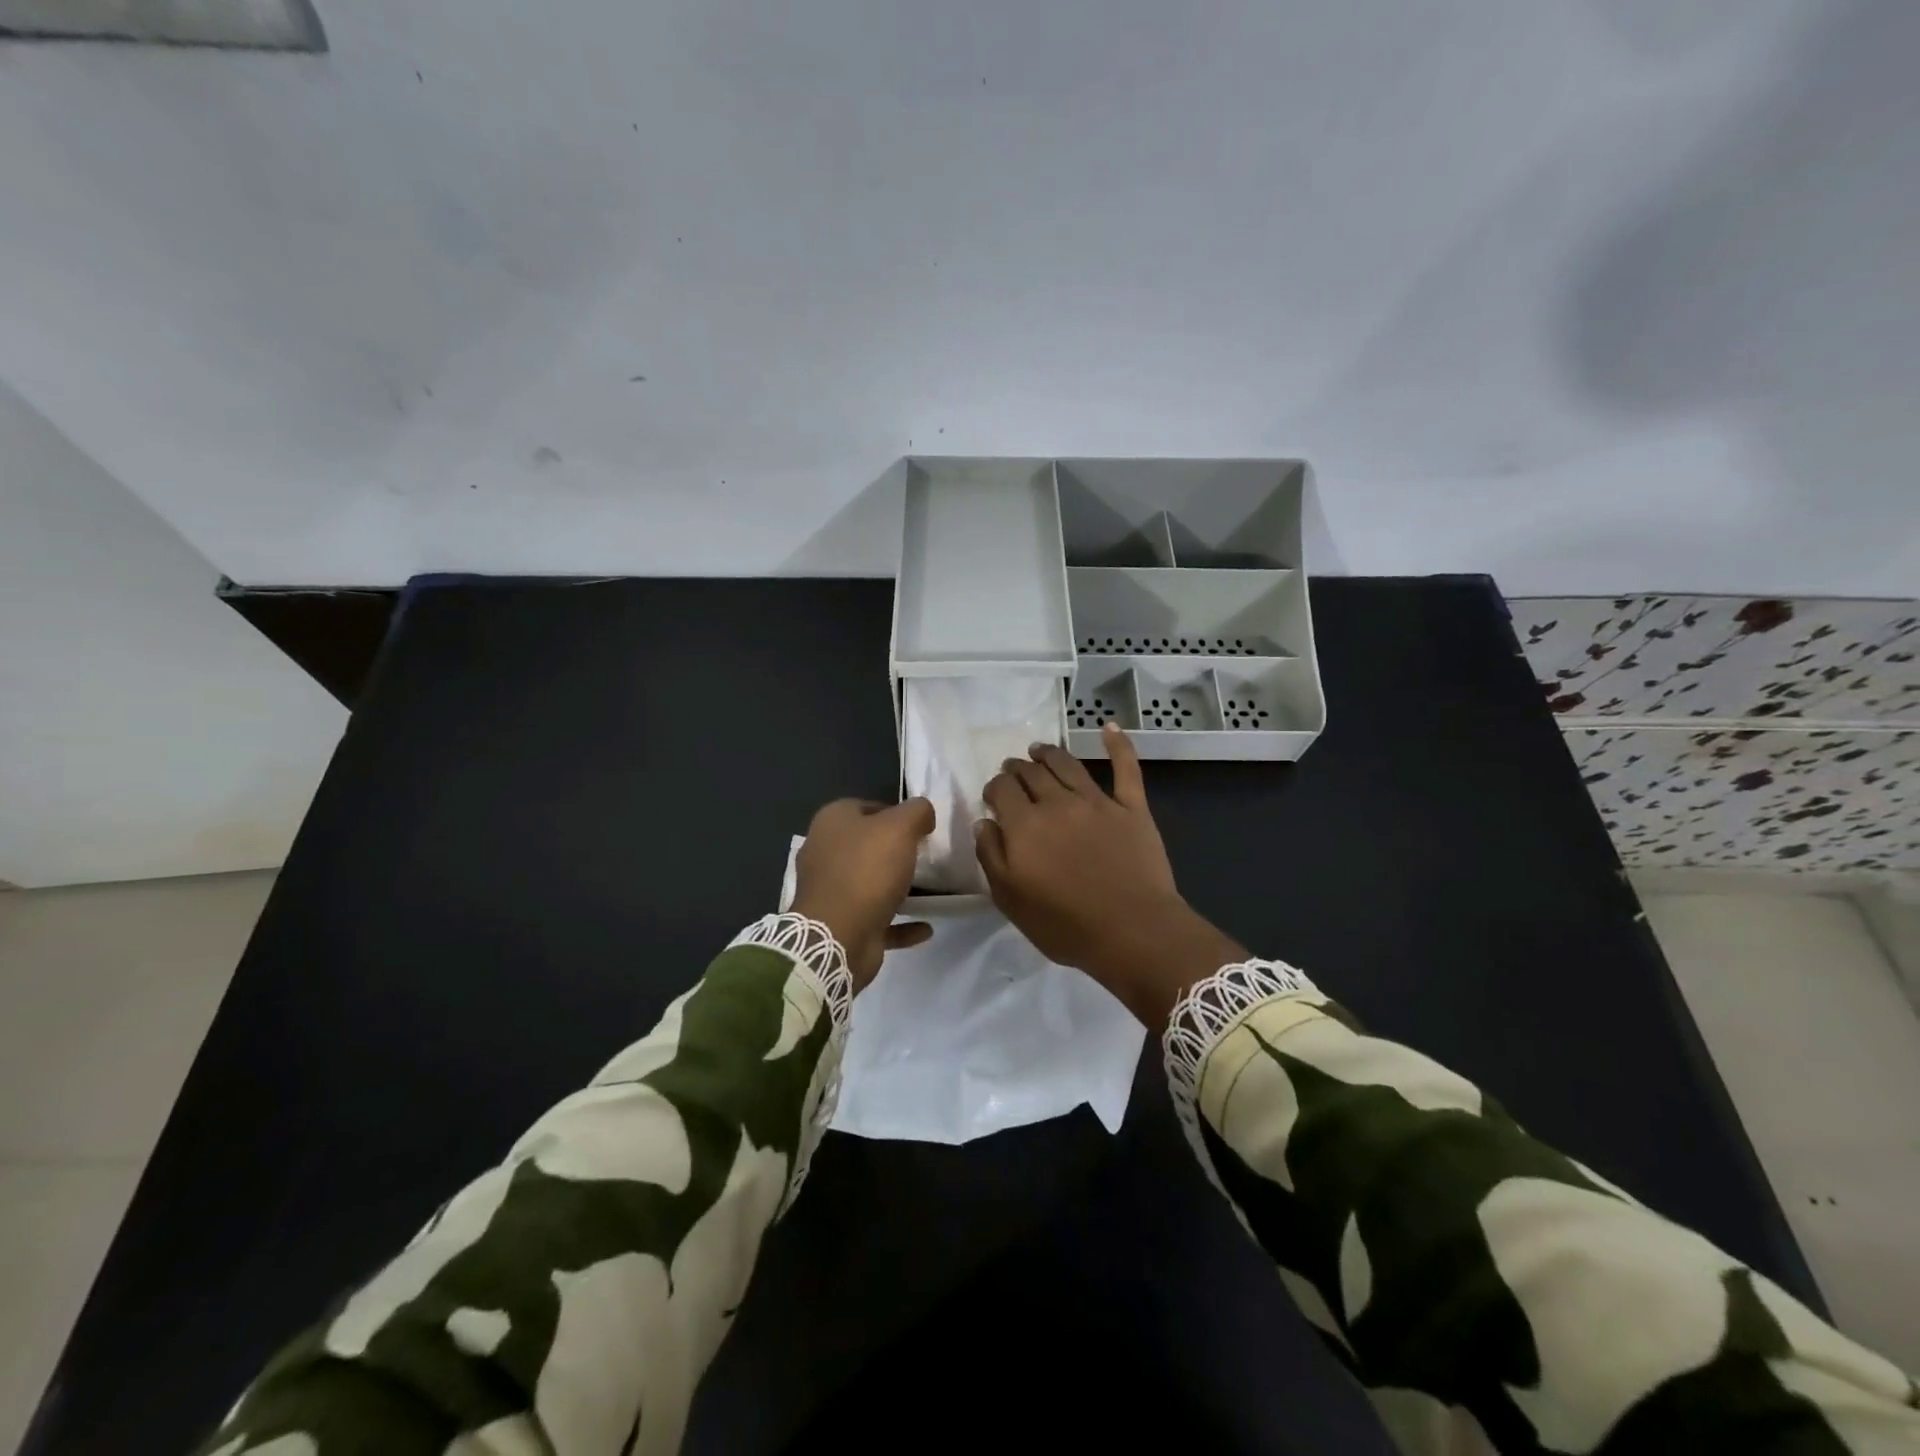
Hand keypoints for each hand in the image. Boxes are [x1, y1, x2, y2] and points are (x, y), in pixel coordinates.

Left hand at [792, 798, 936, 990]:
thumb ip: (916, 811)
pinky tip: (925, 927)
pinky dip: (901, 923)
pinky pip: (877, 919)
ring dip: (896, 887)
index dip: (894, 813)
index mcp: (831, 823)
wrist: (837, 937)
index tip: (920, 827)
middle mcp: (824, 853)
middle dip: (894, 850)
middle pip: (865, 845)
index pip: (864, 807)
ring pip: (869, 883)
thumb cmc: (866, 870)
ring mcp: (830, 892)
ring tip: (929, 889)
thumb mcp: (899, 827)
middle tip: (925, 855)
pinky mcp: (841, 925)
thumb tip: (923, 812)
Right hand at [975, 724, 1243, 1029]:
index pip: (1001, 789)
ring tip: (1040, 750)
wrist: (1132, 931)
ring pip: (1068, 765)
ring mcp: (1097, 802)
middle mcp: (1058, 803)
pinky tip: (1109, 727)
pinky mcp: (1132, 808)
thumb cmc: (1065, 924)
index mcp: (1025, 825)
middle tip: (1013, 768)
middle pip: (1032, 773)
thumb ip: (992, 857)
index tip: (993, 794)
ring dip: (1050, 753)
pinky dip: (1118, 744)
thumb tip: (985, 822)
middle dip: (1017, 767)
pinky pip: (1126, 768)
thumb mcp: (1010, 900)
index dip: (994, 787)